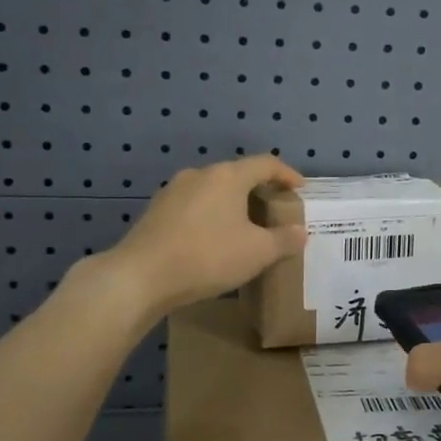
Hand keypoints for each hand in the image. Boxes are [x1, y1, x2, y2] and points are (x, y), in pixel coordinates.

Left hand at [94, 155, 305, 321]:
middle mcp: (199, 174)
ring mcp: (173, 191)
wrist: (140, 276)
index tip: (300, 188)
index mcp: (227, 176)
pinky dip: (210, 215)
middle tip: (274, 210)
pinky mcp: (155, 211)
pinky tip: (212, 238)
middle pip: (237, 175)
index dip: (286, 174)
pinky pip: (193, 206)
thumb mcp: (257, 252)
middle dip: (259, 190)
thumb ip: (283, 240)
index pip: (265, 163)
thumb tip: (300, 232)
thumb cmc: (207, 256)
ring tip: (244, 226)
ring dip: (232, 204)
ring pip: (212, 190)